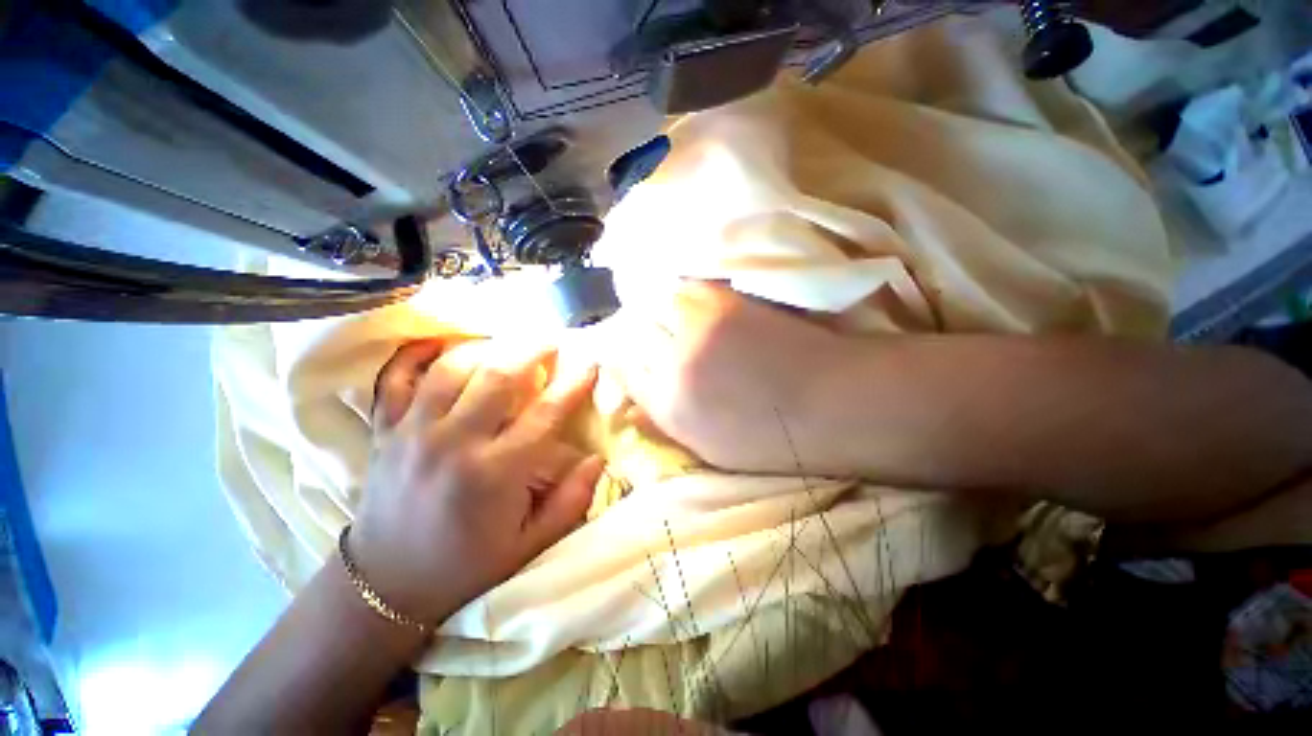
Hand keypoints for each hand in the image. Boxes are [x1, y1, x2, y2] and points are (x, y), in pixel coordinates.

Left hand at [349, 338, 604, 624]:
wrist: (386, 585)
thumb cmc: (467, 565)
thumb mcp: (530, 545)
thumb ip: (571, 501)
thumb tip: (599, 460)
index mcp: (495, 473)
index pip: (545, 413)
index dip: (572, 384)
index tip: (589, 363)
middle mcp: (454, 443)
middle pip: (498, 377)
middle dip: (531, 351)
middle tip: (551, 341)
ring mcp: (413, 431)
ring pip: (451, 368)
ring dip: (485, 347)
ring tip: (508, 343)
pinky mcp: (386, 430)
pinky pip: (395, 378)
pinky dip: (415, 354)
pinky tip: (439, 344)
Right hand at [606, 282, 857, 474]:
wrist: (833, 404)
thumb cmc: (773, 439)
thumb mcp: (708, 448)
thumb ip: (664, 418)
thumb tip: (631, 402)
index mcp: (670, 408)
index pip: (621, 367)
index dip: (618, 355)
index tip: (626, 351)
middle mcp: (674, 365)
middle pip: (629, 329)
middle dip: (630, 328)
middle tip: (644, 331)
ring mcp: (698, 328)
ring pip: (652, 302)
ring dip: (653, 306)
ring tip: (668, 314)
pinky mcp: (723, 300)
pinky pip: (682, 287)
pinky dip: (679, 292)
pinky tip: (690, 302)